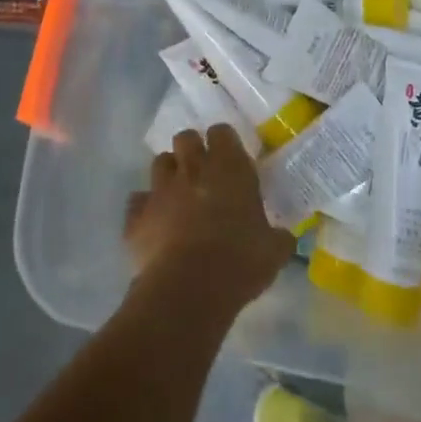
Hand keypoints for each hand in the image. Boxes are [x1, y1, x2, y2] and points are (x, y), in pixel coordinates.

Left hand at [124, 124, 293, 312]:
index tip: (229, 159)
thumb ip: (278, 236)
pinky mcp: (136, 216)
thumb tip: (284, 236)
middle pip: (185, 138)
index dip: (224, 142)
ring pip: (159, 162)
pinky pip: (137, 201)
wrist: (189, 289)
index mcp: (229, 167)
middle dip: (191, 149)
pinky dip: (144, 209)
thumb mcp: (274, 250)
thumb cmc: (240, 261)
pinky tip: (153, 225)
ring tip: (177, 195)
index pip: (222, 132)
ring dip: (168, 174)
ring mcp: (160, 189)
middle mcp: (193, 168)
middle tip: (202, 172)